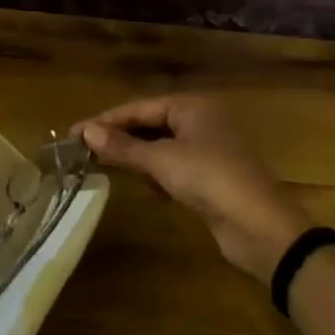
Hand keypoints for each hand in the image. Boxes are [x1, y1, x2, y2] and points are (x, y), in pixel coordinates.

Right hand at [76, 94, 310, 282]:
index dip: (106, 120)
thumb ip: (123, 146)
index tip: (74, 133)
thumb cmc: (210, 179)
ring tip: (106, 167)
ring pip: (161, 147)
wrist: (260, 228)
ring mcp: (208, 150)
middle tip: (84, 151)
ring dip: (137, 157)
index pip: (140, 107)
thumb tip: (86, 132)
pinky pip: (174, 167)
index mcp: (192, 106)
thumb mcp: (161, 161)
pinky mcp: (211, 177)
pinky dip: (158, 174)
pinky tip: (148, 187)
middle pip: (150, 124)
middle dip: (120, 138)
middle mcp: (201, 121)